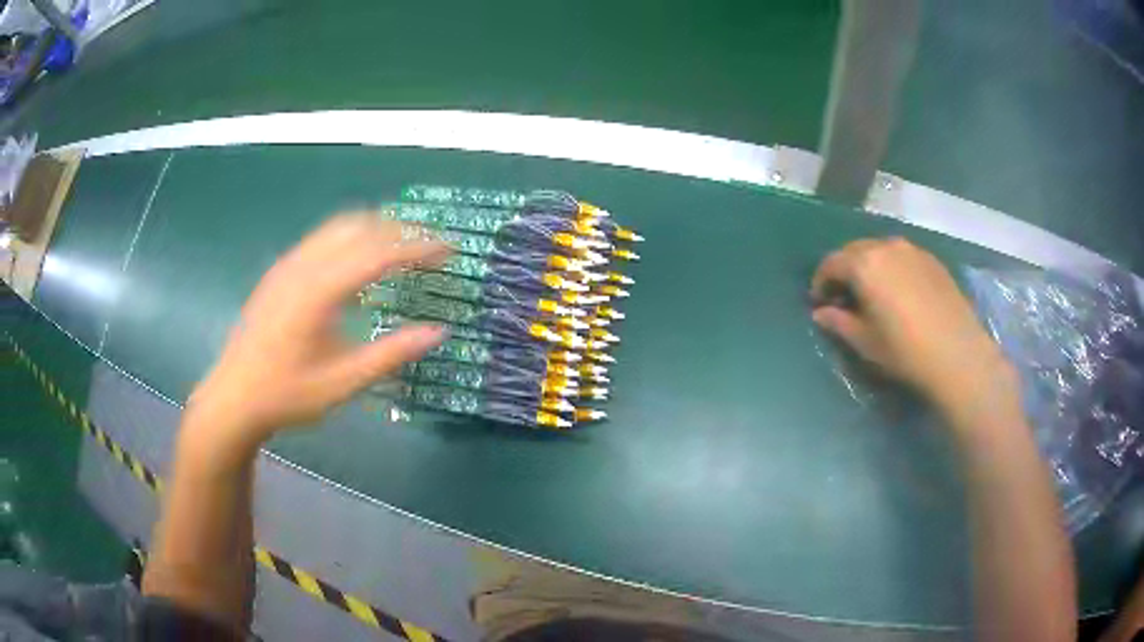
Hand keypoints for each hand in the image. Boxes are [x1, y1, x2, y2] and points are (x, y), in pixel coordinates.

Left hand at [185, 213, 449, 455]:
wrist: (233, 397)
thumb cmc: (287, 395)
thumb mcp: (343, 383)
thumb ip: (390, 355)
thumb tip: (438, 332)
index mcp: (319, 291)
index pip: (378, 252)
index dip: (418, 247)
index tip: (450, 250)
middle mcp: (303, 266)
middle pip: (360, 226)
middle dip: (400, 230)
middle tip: (431, 248)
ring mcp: (287, 264)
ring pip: (339, 226)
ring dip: (376, 228)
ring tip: (403, 248)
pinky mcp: (280, 271)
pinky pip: (323, 238)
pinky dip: (353, 237)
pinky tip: (361, 262)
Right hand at [810, 238, 1017, 420]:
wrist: (957, 354)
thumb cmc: (905, 351)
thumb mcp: (865, 342)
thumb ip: (839, 322)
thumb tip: (821, 313)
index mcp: (865, 264)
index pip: (831, 263)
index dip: (821, 282)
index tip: (819, 302)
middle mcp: (886, 246)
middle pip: (855, 251)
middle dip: (844, 271)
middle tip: (843, 297)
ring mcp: (912, 250)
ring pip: (880, 250)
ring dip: (869, 267)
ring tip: (872, 293)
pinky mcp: (932, 260)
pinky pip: (902, 257)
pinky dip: (892, 268)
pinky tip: (899, 292)